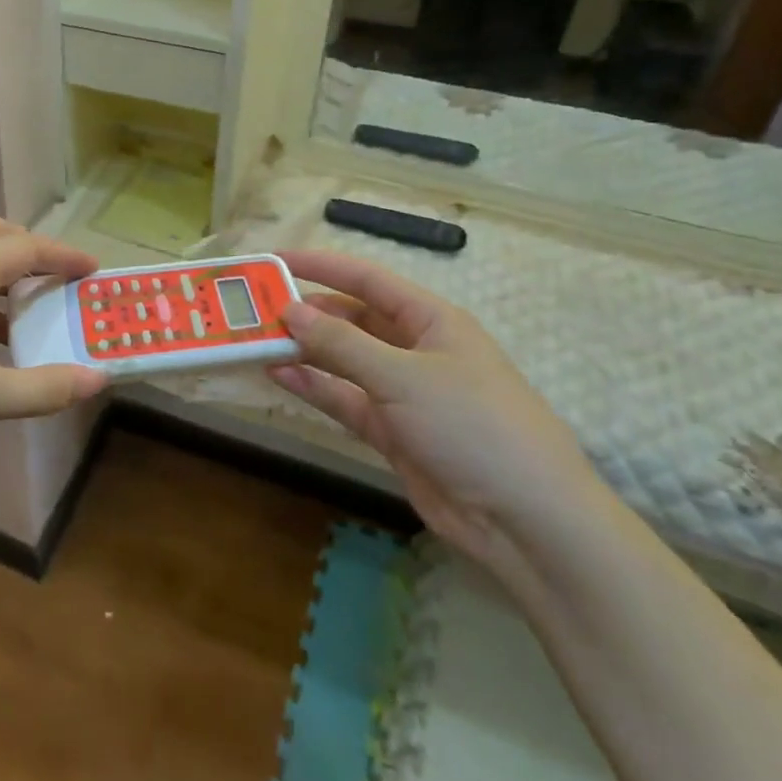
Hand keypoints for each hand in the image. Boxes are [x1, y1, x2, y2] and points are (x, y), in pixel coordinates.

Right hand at [267, 251, 599, 569]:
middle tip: (256, 309)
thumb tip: (290, 311)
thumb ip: (342, 343)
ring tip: (257, 340)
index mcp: (431, 320)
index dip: (322, 266)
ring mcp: (403, 393)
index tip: (275, 260)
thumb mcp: (404, 376)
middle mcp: (415, 349)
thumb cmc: (472, 425)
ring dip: (306, 350)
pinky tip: (280, 376)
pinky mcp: (393, 432)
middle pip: (352, 319)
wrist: (525, 520)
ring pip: (344, 360)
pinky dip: (315, 388)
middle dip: (308, 312)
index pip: (367, 280)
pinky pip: (345, 399)